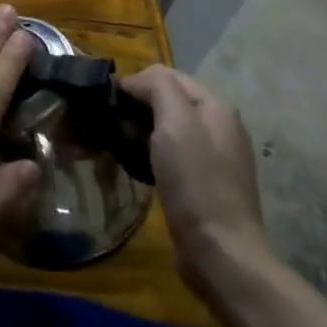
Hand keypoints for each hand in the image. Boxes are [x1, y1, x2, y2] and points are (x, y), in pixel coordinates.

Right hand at [119, 65, 271, 290]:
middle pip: (169, 101)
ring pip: (167, 129)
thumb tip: (135, 81)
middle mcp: (219, 127)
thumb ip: (158, 88)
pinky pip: (170, 155)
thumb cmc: (196, 182)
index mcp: (216, 108)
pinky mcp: (203, 183)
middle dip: (137, 107)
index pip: (168, 76)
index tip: (107, 102)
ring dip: (140, 131)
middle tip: (109, 126)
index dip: (136, 82)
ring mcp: (213, 157)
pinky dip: (149, 154)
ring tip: (116, 145)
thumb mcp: (175, 124)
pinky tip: (135, 166)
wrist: (219, 250)